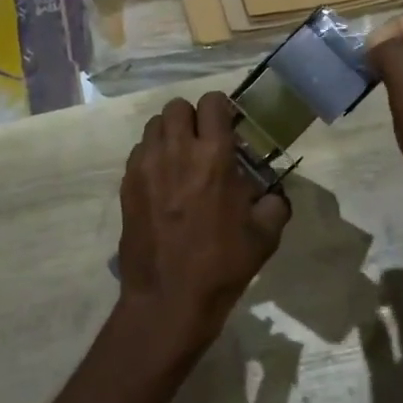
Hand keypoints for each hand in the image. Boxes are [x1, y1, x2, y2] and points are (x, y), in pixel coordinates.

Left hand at [116, 93, 291, 353]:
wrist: (170, 299)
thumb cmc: (222, 265)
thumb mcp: (265, 235)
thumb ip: (274, 204)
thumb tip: (272, 194)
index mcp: (214, 156)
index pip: (212, 103)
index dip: (221, 109)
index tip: (228, 126)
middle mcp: (177, 151)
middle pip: (177, 106)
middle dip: (192, 117)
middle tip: (202, 141)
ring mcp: (146, 166)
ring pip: (154, 125)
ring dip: (169, 134)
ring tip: (180, 159)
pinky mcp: (127, 184)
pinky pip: (138, 152)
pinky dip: (151, 156)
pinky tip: (162, 181)